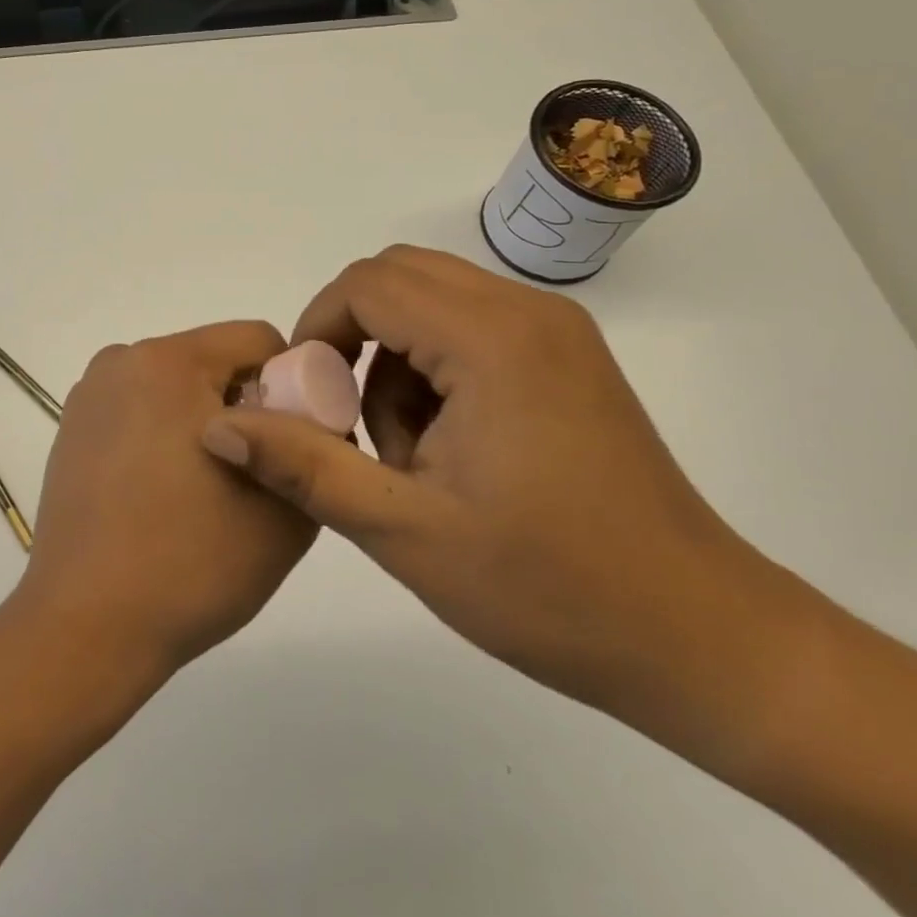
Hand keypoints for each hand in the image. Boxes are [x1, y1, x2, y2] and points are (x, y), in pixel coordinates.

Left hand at [15, 321, 316, 677]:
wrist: (86, 627)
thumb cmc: (191, 564)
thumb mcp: (286, 510)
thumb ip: (314, 451)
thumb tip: (312, 424)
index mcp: (169, 362)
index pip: (257, 340)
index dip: (293, 384)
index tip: (296, 441)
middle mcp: (122, 362)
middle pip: (213, 360)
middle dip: (247, 404)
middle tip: (257, 474)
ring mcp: (90, 395)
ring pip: (176, 387)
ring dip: (205, 421)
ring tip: (207, 492)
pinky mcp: (72, 429)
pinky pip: (139, 411)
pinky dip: (164, 435)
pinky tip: (164, 495)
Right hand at [201, 246, 803, 743]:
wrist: (698, 639)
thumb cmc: (547, 587)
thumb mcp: (403, 531)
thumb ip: (303, 466)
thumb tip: (218, 428)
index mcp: (491, 340)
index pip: (368, 284)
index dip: (318, 329)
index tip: (307, 400)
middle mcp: (527, 312)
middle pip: (399, 277)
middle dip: (353, 337)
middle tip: (345, 418)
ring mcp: (555, 333)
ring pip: (432, 301)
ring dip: (393, 356)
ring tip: (404, 450)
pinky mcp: (568, 359)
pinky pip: (471, 327)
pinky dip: (434, 367)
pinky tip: (447, 448)